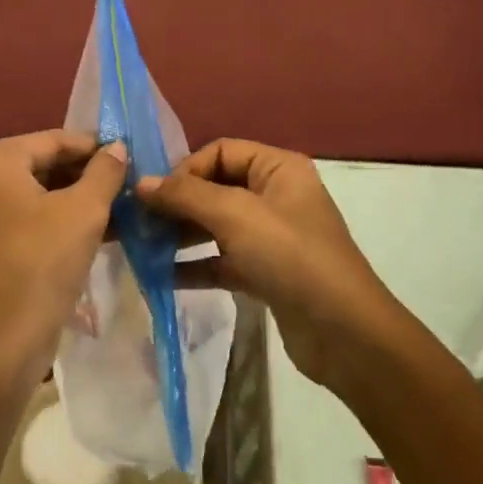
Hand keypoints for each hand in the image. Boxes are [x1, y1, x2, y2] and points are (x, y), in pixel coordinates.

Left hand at [0, 130, 126, 390]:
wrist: (1, 343)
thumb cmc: (42, 262)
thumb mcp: (85, 211)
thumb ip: (104, 172)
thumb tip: (116, 148)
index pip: (51, 140)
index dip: (93, 146)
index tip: (128, 153)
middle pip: (38, 166)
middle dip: (83, 174)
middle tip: (125, 183)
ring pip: (31, 196)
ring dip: (72, 200)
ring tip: (117, 207)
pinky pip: (20, 221)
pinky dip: (52, 222)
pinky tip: (92, 232)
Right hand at [136, 139, 403, 388]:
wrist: (344, 332)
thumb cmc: (290, 256)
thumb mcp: (235, 216)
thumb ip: (185, 196)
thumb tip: (140, 183)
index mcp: (278, 168)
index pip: (221, 151)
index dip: (185, 169)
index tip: (153, 196)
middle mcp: (275, 195)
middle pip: (215, 187)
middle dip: (177, 203)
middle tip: (138, 223)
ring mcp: (271, 236)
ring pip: (216, 225)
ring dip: (181, 234)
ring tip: (144, 248)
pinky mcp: (265, 272)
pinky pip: (222, 260)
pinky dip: (195, 265)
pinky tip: (161, 276)